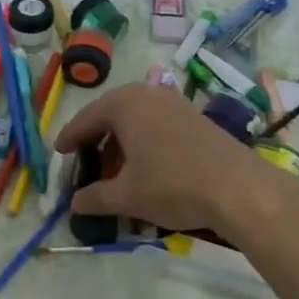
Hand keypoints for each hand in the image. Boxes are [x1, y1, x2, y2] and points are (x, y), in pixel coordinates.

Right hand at [54, 84, 278, 233]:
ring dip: (120, 144)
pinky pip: (155, 124)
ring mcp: (174, 102)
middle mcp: (148, 94)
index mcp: (124, 104)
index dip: (69, 140)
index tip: (59, 155)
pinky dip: (142, 143)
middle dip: (96, 142)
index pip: (85, 120)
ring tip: (116, 174)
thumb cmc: (173, 185)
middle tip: (86, 167)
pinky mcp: (195, 117)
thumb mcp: (127, 196)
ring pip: (135, 121)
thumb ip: (94, 197)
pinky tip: (145, 169)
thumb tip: (74, 204)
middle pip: (110, 116)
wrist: (240, 189)